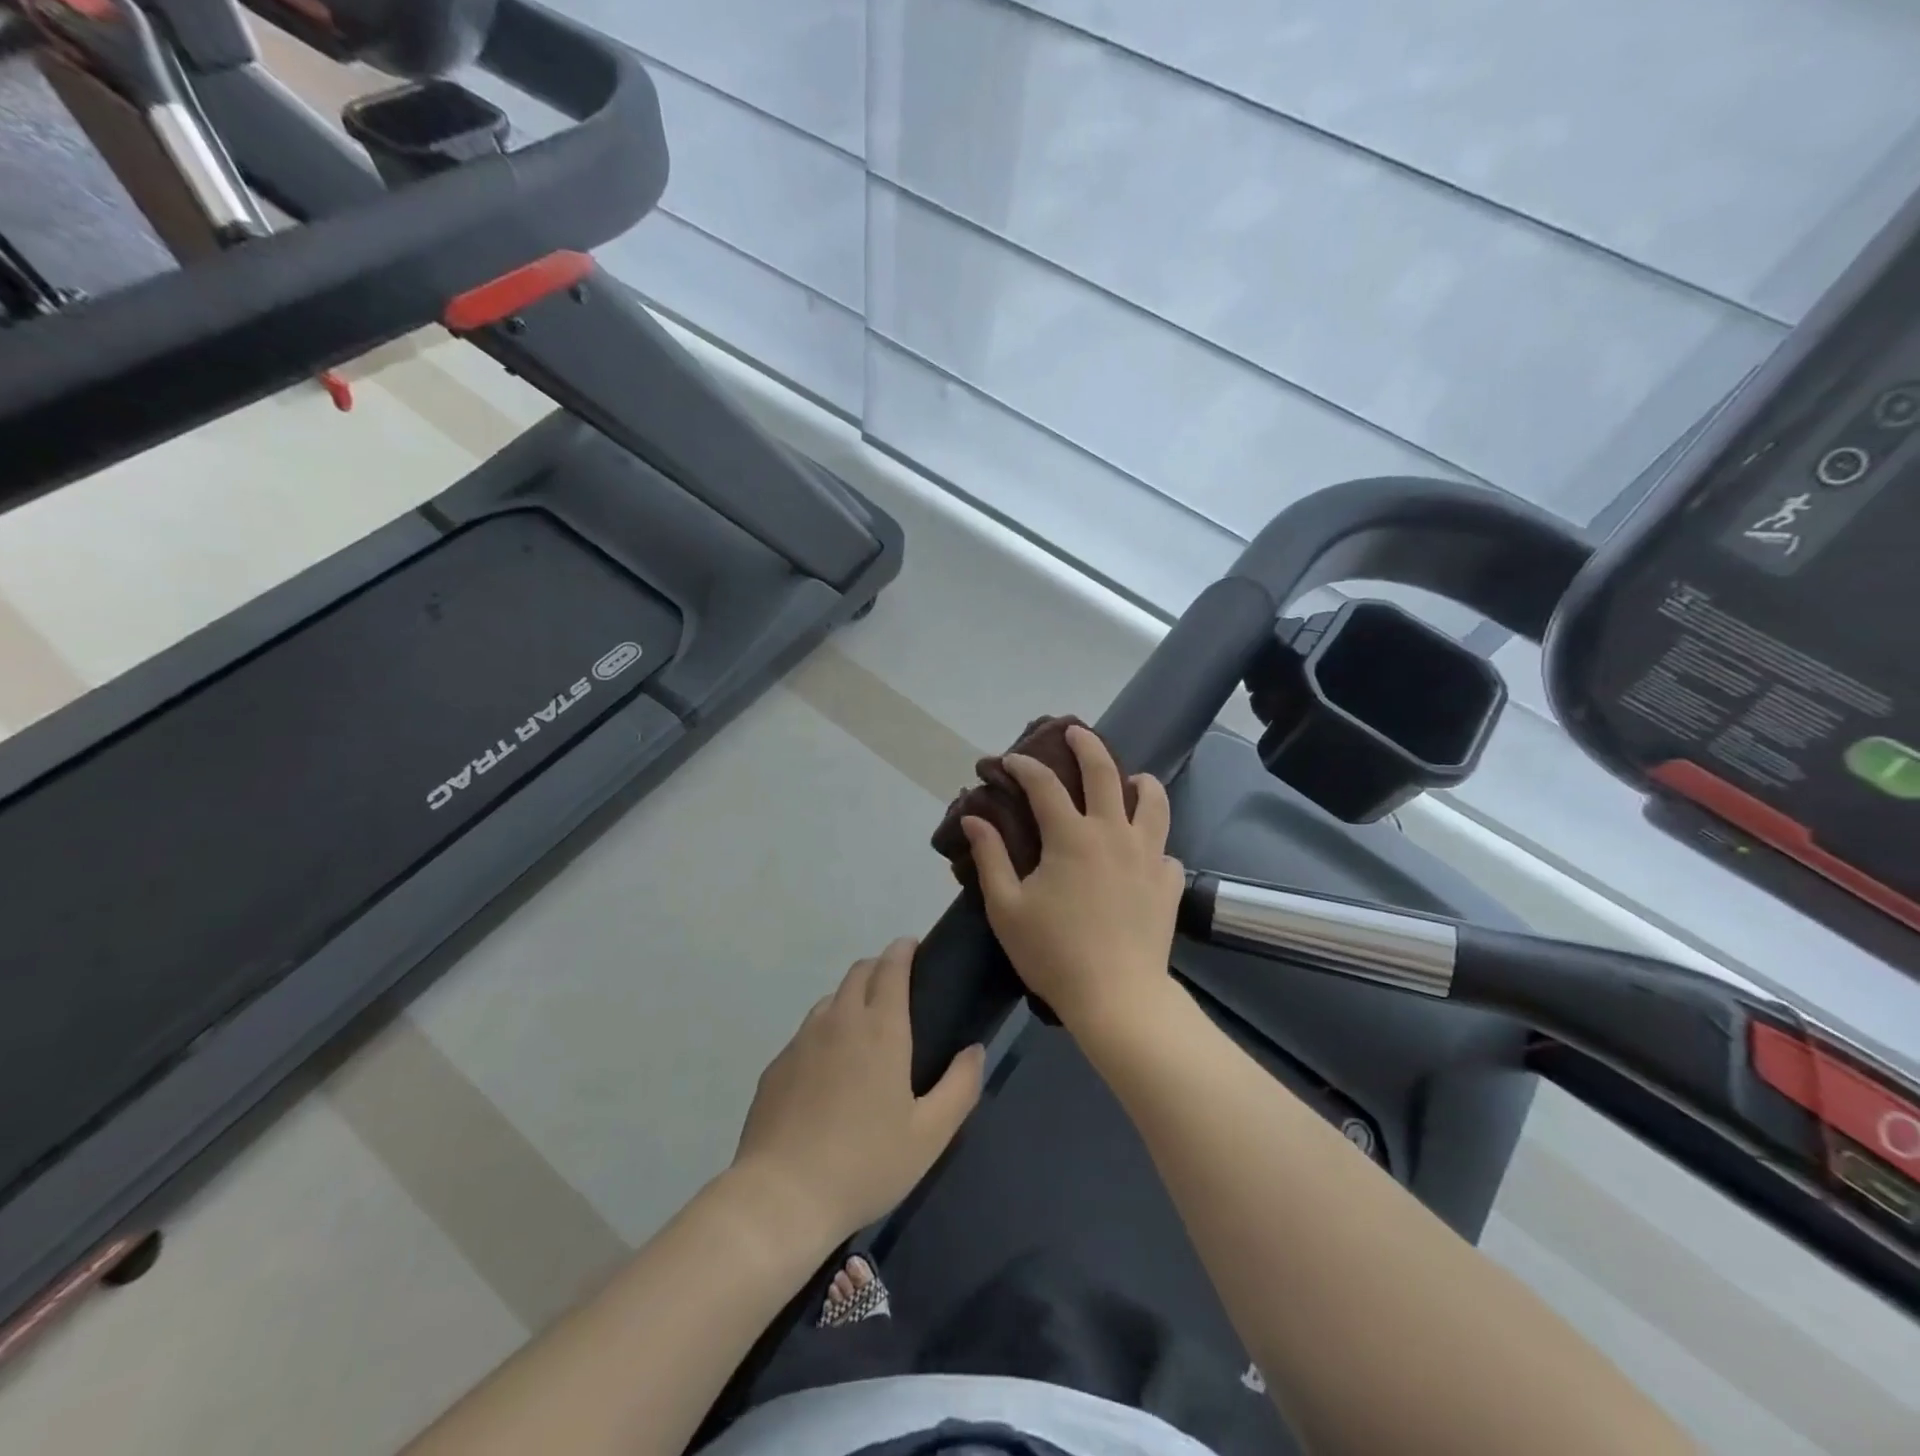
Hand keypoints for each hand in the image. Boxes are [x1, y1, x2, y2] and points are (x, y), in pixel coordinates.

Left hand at [731, 939, 984, 1245]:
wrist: (781, 1197)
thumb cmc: (865, 1164)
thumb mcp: (930, 1135)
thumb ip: (960, 1086)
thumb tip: (974, 1050)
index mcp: (880, 1029)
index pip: (890, 967)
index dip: (903, 950)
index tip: (913, 947)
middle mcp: (839, 1020)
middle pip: (859, 972)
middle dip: (880, 967)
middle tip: (898, 987)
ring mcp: (802, 1040)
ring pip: (831, 999)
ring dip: (852, 997)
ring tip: (865, 1028)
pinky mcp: (777, 1065)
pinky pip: (808, 1031)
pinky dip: (826, 1030)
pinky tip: (830, 1069)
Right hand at [961, 724, 1185, 1037]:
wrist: (1117, 998)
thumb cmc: (1054, 953)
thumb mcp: (1006, 907)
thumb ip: (989, 857)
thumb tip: (973, 817)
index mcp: (1071, 837)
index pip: (1044, 785)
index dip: (1023, 767)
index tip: (1007, 761)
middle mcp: (1113, 833)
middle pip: (1104, 772)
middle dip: (1086, 745)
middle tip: (1075, 731)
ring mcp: (1148, 855)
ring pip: (1153, 801)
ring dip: (1140, 781)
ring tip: (1132, 779)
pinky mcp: (1168, 882)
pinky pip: (1164, 848)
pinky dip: (1153, 841)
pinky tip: (1143, 851)